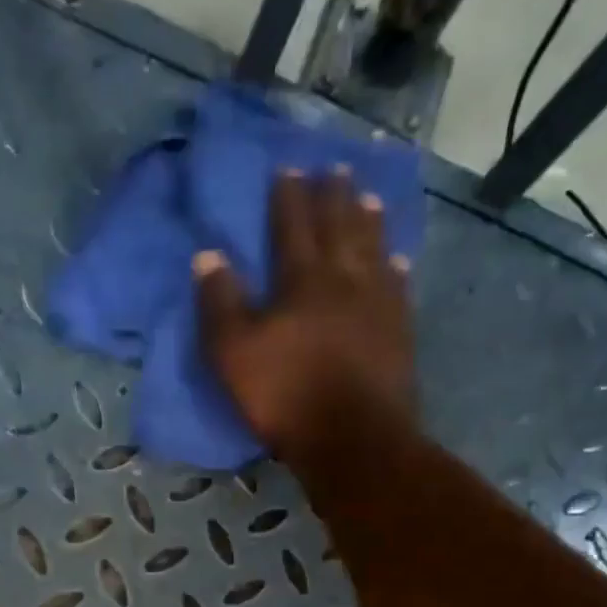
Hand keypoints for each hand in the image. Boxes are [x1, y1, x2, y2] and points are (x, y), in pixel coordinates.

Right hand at [195, 168, 416, 472]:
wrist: (352, 438)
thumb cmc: (285, 396)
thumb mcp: (233, 354)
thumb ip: (219, 305)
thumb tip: (207, 256)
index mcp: (301, 280)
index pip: (292, 225)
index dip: (288, 196)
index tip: (287, 168)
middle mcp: (344, 279)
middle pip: (339, 226)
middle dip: (333, 196)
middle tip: (334, 169)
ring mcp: (378, 304)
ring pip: (374, 249)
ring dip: (369, 221)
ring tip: (368, 198)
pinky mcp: (399, 333)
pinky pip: (398, 288)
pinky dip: (395, 269)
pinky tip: (397, 262)